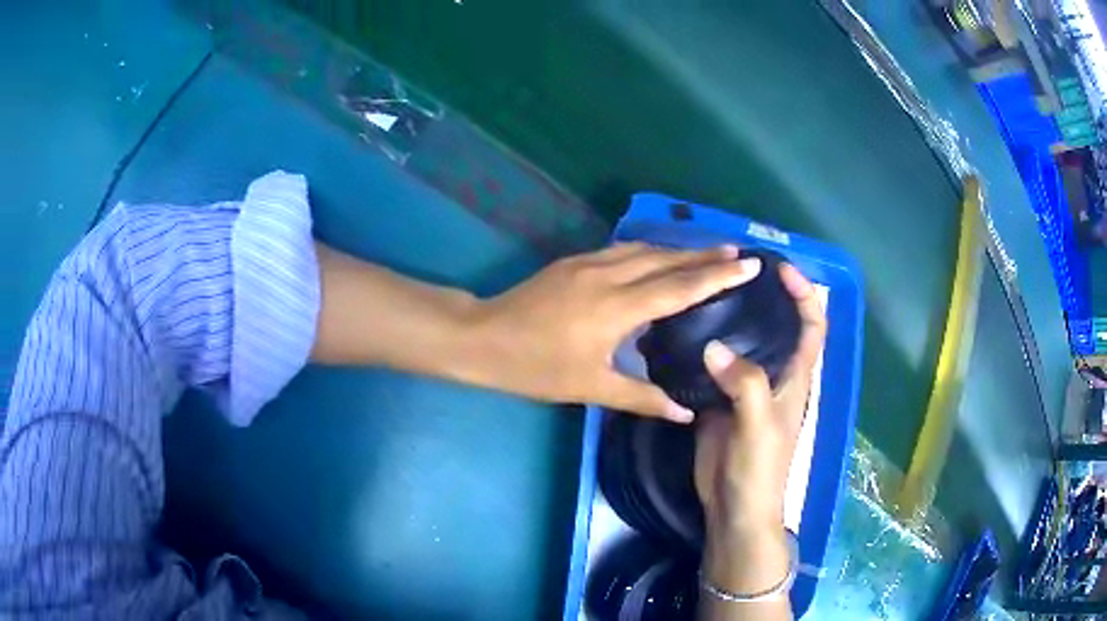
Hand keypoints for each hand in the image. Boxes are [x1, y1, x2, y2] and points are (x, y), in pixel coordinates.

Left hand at [474, 243, 761, 421]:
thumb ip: (642, 398)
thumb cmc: (536, 367)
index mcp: (617, 308)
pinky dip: (650, 252)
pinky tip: (659, 258)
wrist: (483, 338)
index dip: (717, 276)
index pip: (679, 287)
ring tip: (707, 252)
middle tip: (737, 251)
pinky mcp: (574, 261)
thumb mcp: (591, 388)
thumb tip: (685, 412)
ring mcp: (589, 263)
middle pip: (666, 259)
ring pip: (644, 249)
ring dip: (678, 249)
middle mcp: (608, 276)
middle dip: (704, 254)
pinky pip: (623, 250)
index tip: (748, 264)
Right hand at [693, 264, 824, 612]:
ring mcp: (745, 388)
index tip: (779, 269)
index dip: (803, 295)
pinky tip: (681, 333)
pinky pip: (712, 366)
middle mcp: (773, 375)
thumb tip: (712, 345)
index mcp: (794, 377)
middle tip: (730, 272)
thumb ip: (745, 385)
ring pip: (741, 343)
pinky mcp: (718, 401)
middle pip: (774, 326)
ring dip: (728, 319)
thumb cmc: (760, 469)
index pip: (811, 326)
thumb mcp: (758, 426)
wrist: (734, 507)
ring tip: (702, 293)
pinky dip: (701, 347)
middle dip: (762, 297)